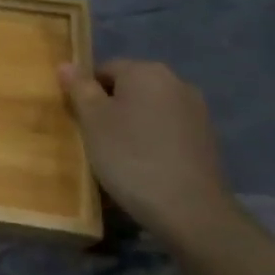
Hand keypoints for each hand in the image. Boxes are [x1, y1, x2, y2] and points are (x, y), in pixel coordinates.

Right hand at [58, 59, 237, 243]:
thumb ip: (79, 88)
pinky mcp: (207, 139)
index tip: (79, 121)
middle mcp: (176, 82)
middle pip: (129, 88)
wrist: (190, 211)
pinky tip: (145, 166)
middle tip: (94, 139)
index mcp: (146, 71)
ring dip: (132, 125)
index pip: (104, 69)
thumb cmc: (131, 157)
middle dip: (110, 108)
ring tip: (119, 155)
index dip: (86, 93)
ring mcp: (196, 111)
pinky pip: (168, 130)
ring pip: (149, 109)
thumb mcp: (93, 121)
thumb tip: (66, 64)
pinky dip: (153, 140)